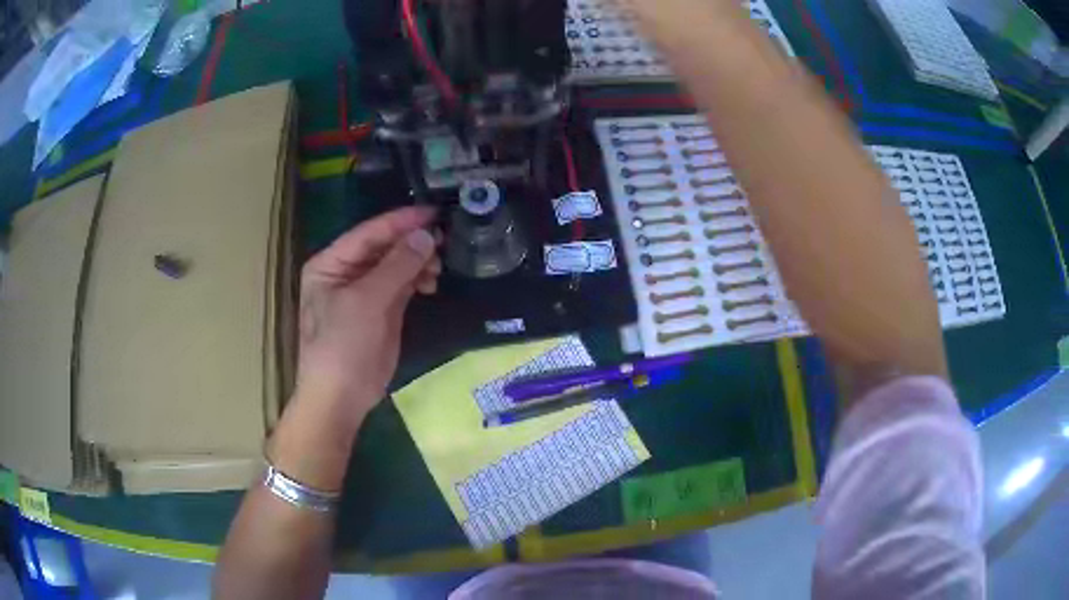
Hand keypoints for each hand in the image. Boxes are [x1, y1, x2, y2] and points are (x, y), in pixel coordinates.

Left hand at [294, 207, 439, 422]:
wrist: (341, 397)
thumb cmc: (342, 345)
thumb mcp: (366, 301)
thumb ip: (397, 265)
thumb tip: (426, 235)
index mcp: (331, 263)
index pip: (369, 232)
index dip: (400, 221)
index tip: (433, 211)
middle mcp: (346, 272)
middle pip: (384, 247)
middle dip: (412, 243)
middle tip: (444, 240)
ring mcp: (365, 292)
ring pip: (396, 265)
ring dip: (418, 262)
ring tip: (438, 267)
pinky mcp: (382, 310)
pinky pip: (403, 285)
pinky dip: (418, 280)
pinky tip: (431, 283)